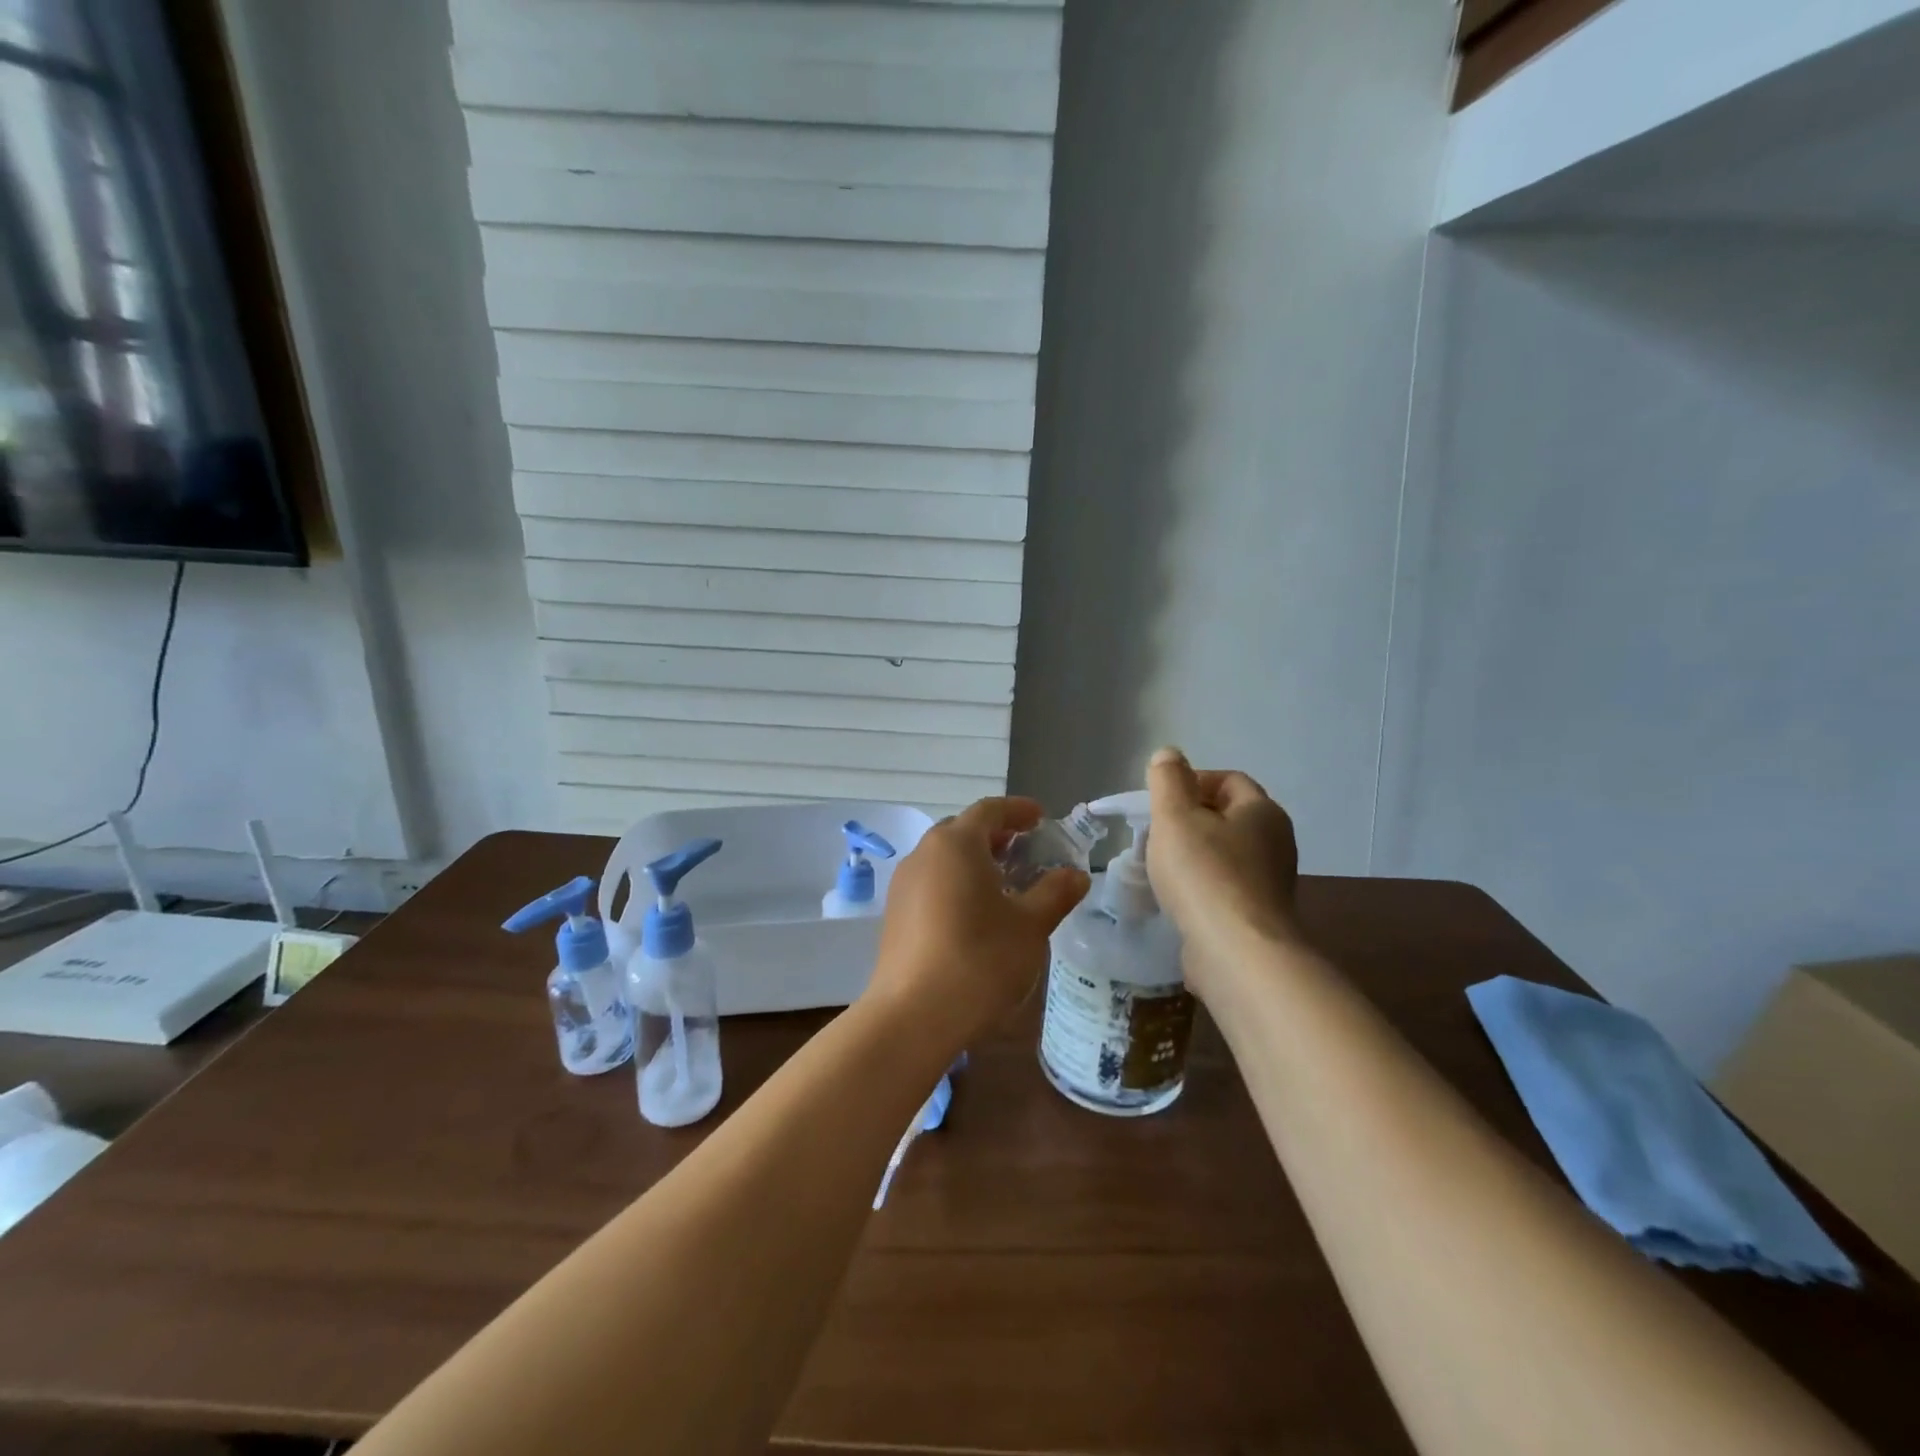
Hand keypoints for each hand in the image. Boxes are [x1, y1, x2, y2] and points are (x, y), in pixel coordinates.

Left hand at [866, 797, 1088, 1048]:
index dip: (1018, 810)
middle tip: (1025, 849)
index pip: (989, 810)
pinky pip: (931, 883)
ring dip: (974, 860)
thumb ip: (1055, 893)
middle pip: (962, 830)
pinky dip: (956, 883)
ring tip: (1004, 883)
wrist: (913, 1015)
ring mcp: (904, 885)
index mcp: (956, 843)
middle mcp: (924, 854)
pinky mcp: (895, 915)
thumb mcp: (1030, 926)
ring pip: (943, 858)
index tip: (1040, 817)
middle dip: (996, 835)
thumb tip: (1075, 875)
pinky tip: (974, 913)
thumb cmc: (979, 959)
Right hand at [1144, 747, 1302, 997]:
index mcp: (1262, 812)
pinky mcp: (1258, 917)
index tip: (1159, 801)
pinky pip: (1224, 889)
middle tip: (1154, 833)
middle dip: (1188, 821)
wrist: (1237, 954)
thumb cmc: (1204, 874)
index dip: (1192, 781)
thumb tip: (1169, 755)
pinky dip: (1200, 888)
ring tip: (1158, 869)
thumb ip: (1168, 780)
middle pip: (1226, 818)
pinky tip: (1175, 901)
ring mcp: (1270, 883)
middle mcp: (1275, 843)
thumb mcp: (1175, 816)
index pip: (1228, 780)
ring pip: (1224, 855)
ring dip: (1191, 856)